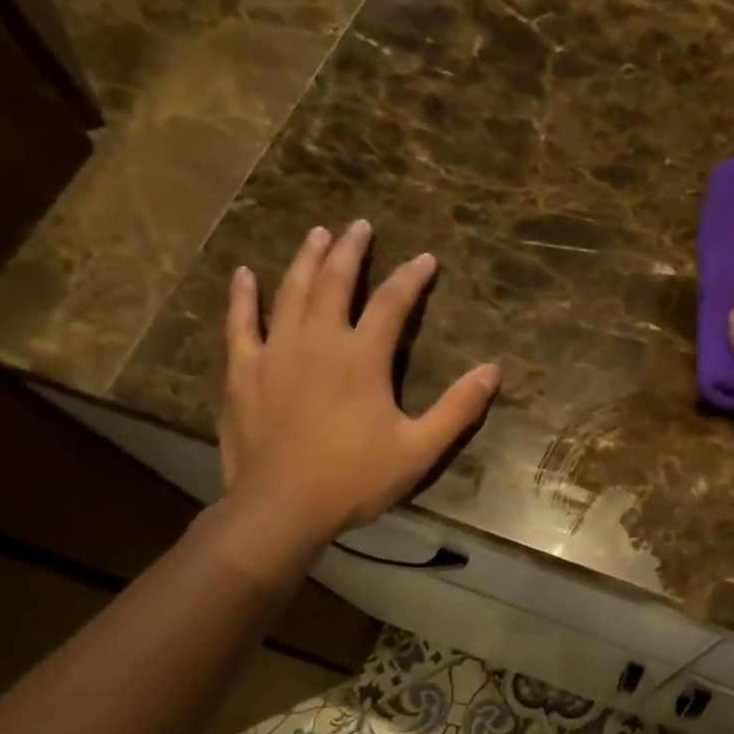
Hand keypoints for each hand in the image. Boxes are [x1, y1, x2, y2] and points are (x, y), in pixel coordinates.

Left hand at [218, 220, 499, 560]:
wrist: (282, 508)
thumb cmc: (355, 479)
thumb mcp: (419, 449)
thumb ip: (458, 409)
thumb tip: (492, 371)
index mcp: (363, 359)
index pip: (392, 303)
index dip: (411, 278)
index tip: (426, 259)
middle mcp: (319, 342)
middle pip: (334, 282)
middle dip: (349, 250)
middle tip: (359, 226)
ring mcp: (275, 353)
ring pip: (290, 292)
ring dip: (304, 259)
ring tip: (316, 234)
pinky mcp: (244, 372)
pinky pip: (241, 323)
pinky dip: (243, 297)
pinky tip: (244, 275)